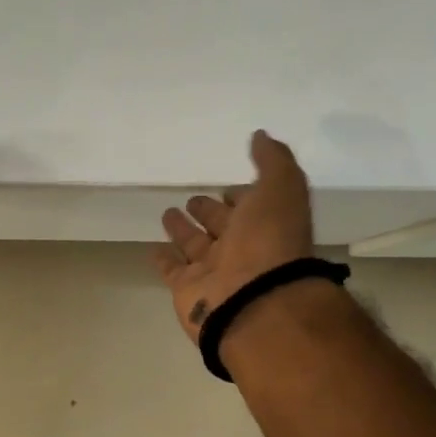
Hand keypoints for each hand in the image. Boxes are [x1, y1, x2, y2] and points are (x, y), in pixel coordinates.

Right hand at [153, 130, 313, 342]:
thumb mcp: (281, 188)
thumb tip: (261, 135)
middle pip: (221, 225)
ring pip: (194, 245)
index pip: (251, 205)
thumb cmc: (269, 241)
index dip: (240, 195)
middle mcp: (241, 248)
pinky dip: (164, 259)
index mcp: (265, 224)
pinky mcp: (187, 288)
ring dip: (183, 230)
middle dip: (208, 211)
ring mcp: (213, 271)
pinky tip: (154, 248)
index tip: (227, 186)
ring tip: (168, 213)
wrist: (253, 301)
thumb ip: (273, 161)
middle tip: (193, 200)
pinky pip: (172, 270)